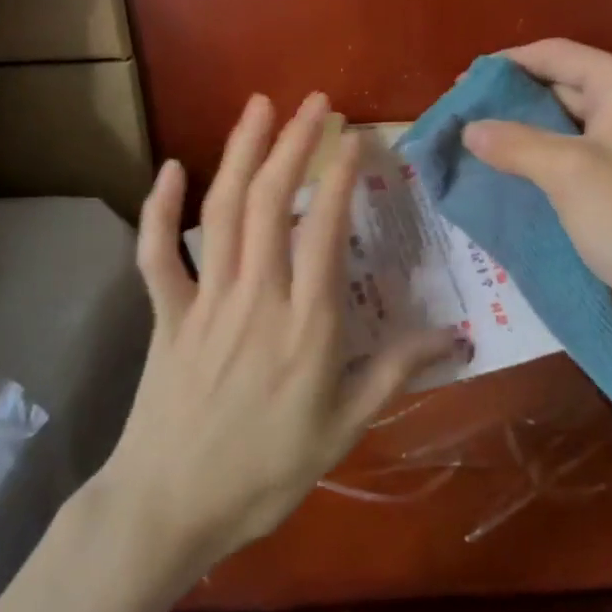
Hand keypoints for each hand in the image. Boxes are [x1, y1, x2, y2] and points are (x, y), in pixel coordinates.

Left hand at [97, 92, 458, 575]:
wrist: (169, 510)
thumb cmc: (265, 473)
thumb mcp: (344, 430)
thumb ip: (396, 374)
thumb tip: (455, 337)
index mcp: (305, 324)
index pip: (325, 230)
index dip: (340, 175)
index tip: (356, 137)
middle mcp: (256, 296)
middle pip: (271, 202)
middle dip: (294, 143)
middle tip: (315, 102)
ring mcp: (206, 301)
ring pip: (221, 212)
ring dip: (241, 152)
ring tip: (259, 106)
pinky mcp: (167, 314)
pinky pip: (157, 254)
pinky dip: (159, 209)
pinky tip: (170, 167)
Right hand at [462, 39, 611, 354]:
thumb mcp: (567, 172)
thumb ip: (514, 143)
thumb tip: (469, 128)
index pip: (556, 55)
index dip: (506, 65)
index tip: (462, 84)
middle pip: (562, 84)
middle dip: (512, 101)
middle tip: (462, 118)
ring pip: (566, 122)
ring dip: (524, 132)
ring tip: (475, 144)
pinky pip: (577, 153)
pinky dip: (543, 157)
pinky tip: (508, 170)